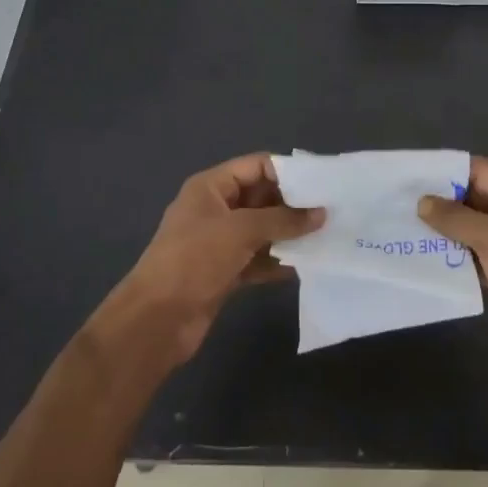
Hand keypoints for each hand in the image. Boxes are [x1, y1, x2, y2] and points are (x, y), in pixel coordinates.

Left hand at [112, 154, 324, 364]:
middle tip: (331, 211)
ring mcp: (220, 242)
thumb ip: (283, 220)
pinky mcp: (225, 272)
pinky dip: (279, 260)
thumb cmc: (194, 260)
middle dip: (294, 204)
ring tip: (327, 236)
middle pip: (261, 197)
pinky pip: (259, 258)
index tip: (322, 184)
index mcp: (211, 187)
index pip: (256, 166)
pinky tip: (307, 264)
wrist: (156, 320)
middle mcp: (216, 209)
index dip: (288, 172)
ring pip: (262, 230)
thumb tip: (321, 214)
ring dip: (290, 234)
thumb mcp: (240, 231)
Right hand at [418, 157, 487, 407]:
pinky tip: (421, 253)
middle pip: (474, 197)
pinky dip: (450, 252)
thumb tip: (422, 202)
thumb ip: (456, 218)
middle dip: (441, 200)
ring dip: (442, 228)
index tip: (410, 175)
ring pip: (470, 227)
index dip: (447, 171)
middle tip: (399, 201)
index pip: (481, 171)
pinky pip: (471, 253)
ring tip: (403, 224)